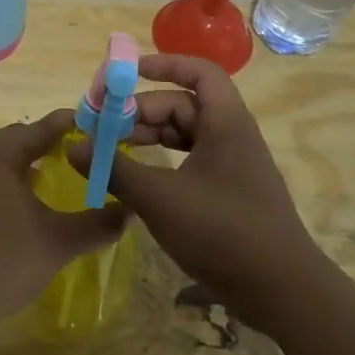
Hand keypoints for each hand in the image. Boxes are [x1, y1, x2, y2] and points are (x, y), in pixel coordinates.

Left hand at [0, 109, 128, 335]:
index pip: (38, 129)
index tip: (89, 125)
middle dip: (38, 145)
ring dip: (12, 167)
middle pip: (8, 141)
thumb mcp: (58, 243)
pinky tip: (3, 211)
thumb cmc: (3, 263)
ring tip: (39, 181)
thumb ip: (97, 224)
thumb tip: (129, 211)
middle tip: (67, 154)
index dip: (66, 126)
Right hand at [68, 54, 320, 309]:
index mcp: (225, 123)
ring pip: (184, 134)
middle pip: (182, 105)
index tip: (125, 74)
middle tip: (101, 128)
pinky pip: (189, 160)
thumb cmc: (221, 232)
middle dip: (140, 111)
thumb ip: (113, 169)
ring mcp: (232, 165)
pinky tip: (136, 178)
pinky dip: (161, 162)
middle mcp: (231, 136)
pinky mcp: (228, 192)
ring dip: (147, 137)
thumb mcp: (159, 198)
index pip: (199, 72)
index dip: (163, 64)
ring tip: (110, 152)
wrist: (281, 290)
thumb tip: (73, 146)